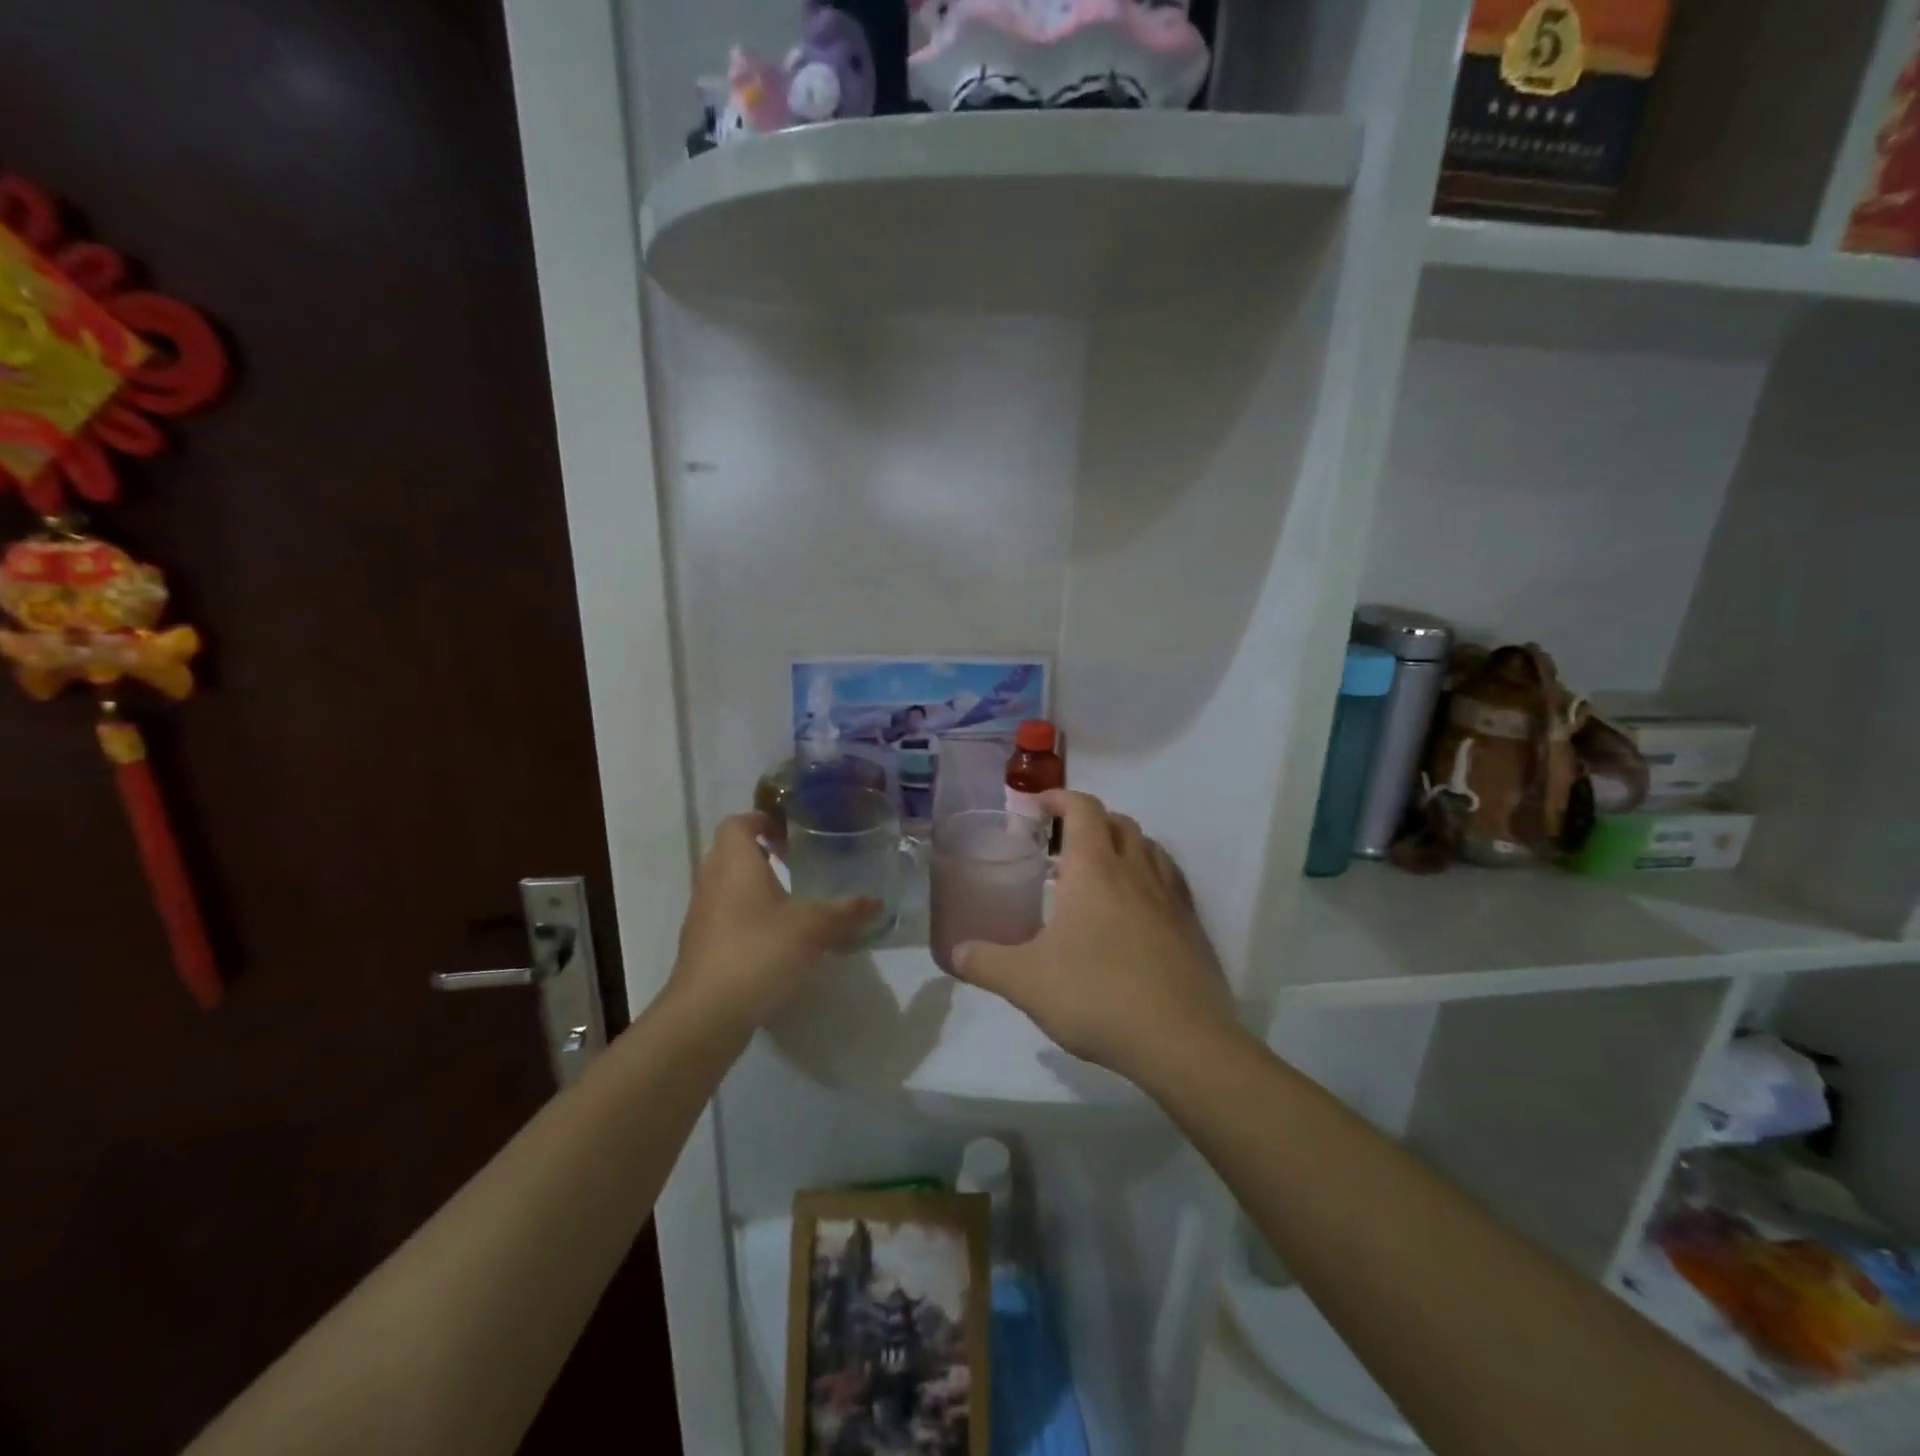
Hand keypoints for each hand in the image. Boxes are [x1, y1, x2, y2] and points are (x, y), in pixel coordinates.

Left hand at [670, 813, 879, 1032]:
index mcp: (735, 862)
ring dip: (755, 887)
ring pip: (728, 887)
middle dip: (762, 854)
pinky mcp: (702, 947)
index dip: (763, 820)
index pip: (738, 823)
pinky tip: (777, 939)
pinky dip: (748, 917)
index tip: (792, 833)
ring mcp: (703, 916)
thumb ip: (846, 911)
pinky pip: (726, 917)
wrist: (707, 1014)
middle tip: (798, 862)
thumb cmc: (759, 951)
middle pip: (731, 853)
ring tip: (793, 900)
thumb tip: (878, 902)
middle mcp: (712, 881)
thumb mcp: (813, 927)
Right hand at [950, 791, 1238, 1081]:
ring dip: (1124, 845)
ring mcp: (1170, 897)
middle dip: (1091, 820)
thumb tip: (955, 953)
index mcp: (1094, 869)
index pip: (1083, 809)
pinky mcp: (1192, 926)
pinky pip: (1171, 881)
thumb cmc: (1096, 996)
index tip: (1039, 805)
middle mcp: (1136, 871)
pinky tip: (1138, 908)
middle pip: (1119, 822)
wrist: (1179, 1041)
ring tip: (1101, 871)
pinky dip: (1151, 876)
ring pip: (1150, 848)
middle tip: (1064, 843)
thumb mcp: (1025, 982)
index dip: (1060, 797)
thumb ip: (985, 962)